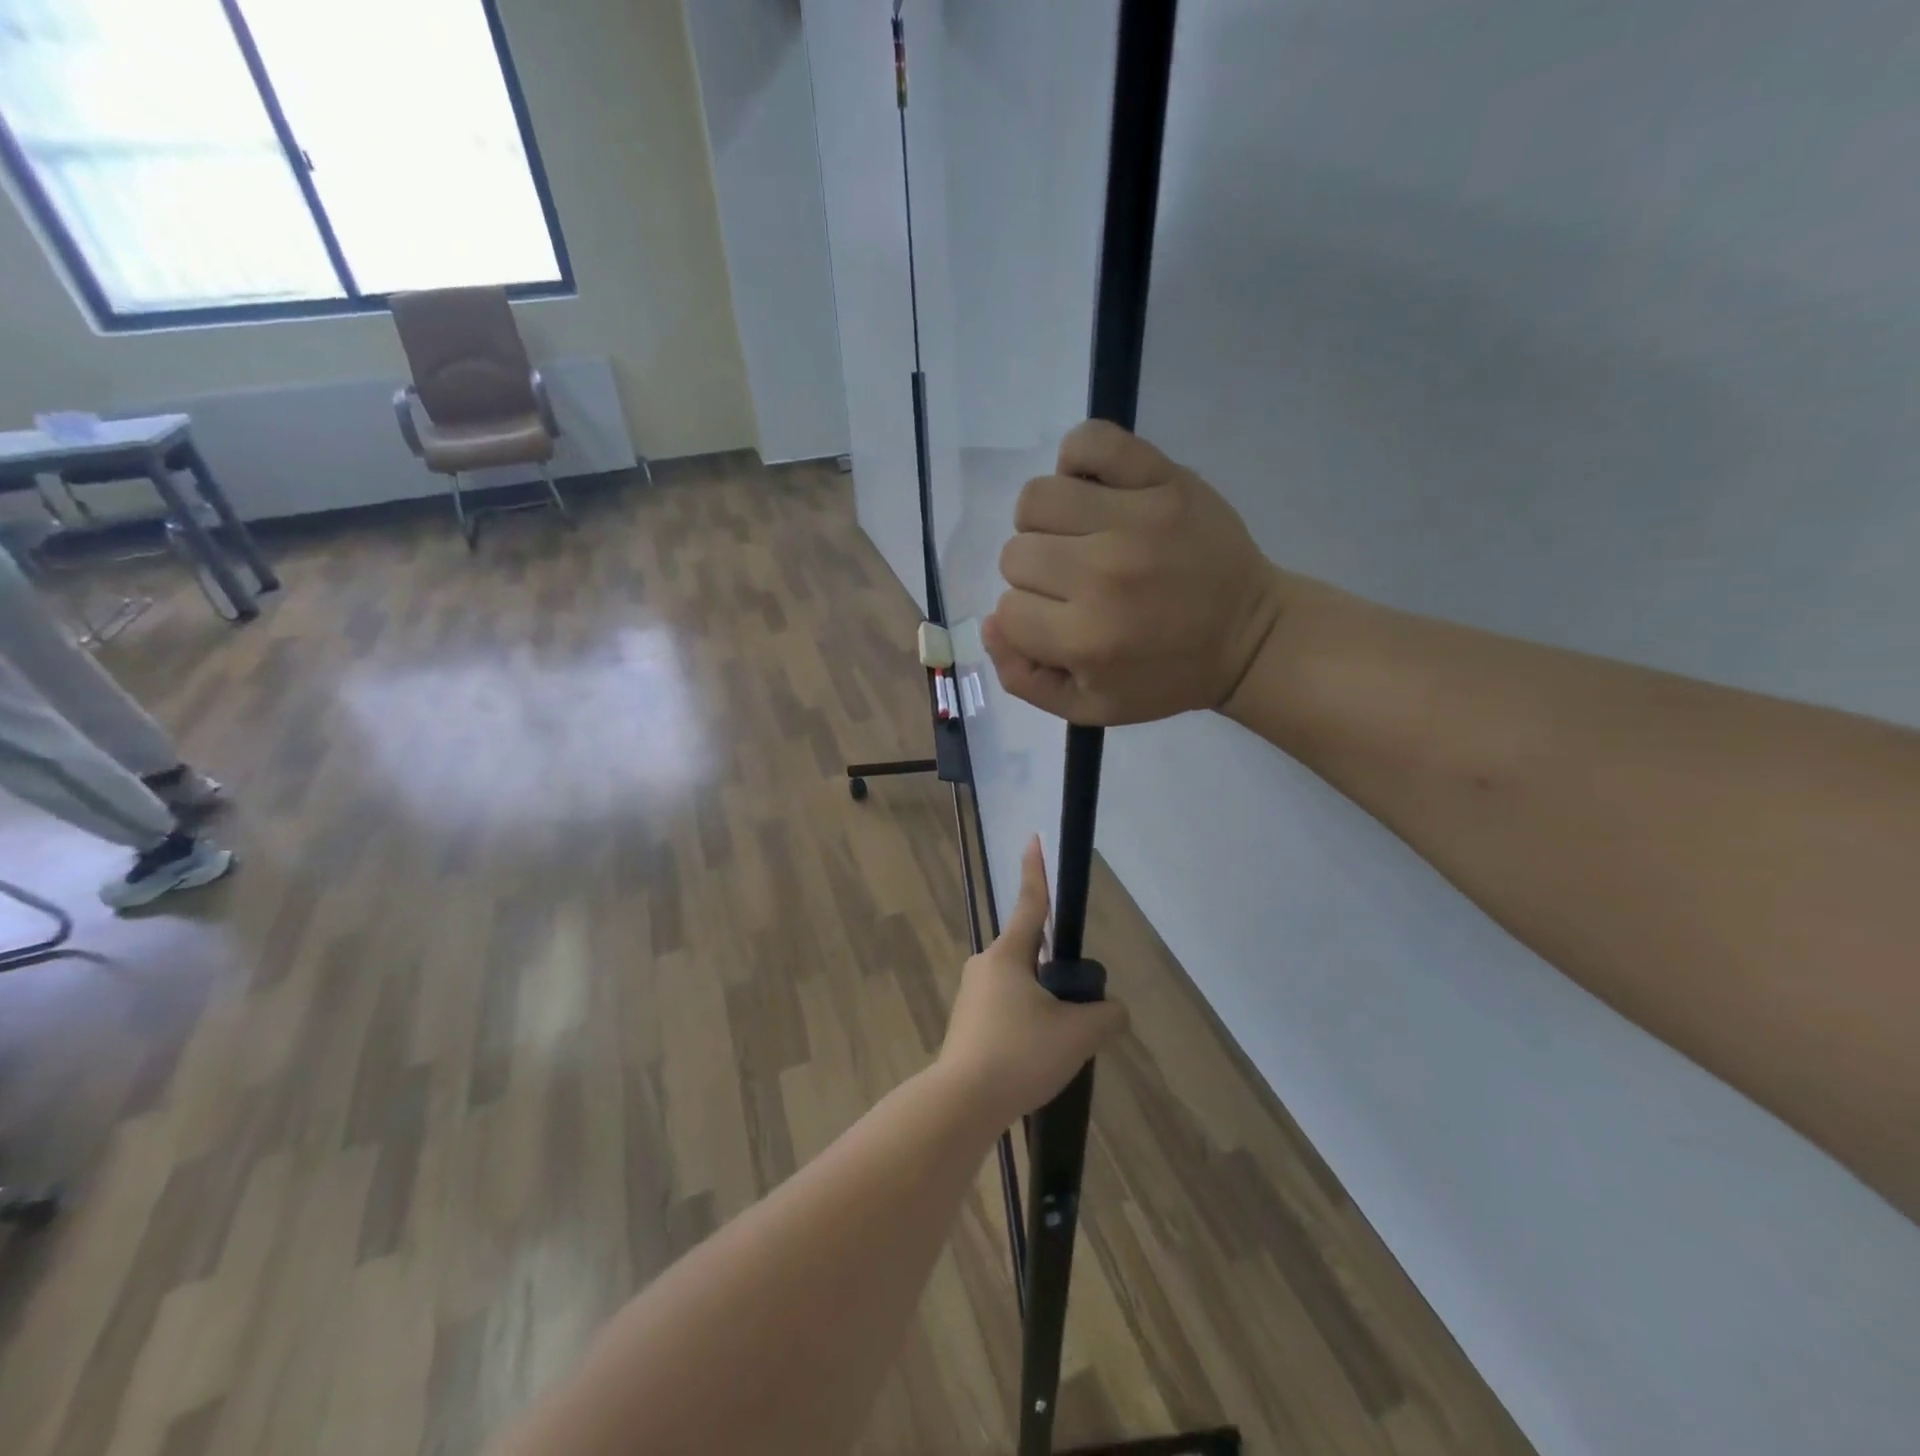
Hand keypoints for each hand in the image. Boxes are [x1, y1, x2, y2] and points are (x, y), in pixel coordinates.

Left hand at [937, 838, 1128, 1126]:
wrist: (962, 1102)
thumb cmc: (1019, 1054)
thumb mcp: (1077, 1035)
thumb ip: (1105, 1016)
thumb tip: (1113, 1012)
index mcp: (1009, 954)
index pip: (1031, 903)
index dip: (1037, 870)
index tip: (1034, 839)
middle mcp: (985, 965)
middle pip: (1032, 955)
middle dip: (1057, 975)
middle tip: (1077, 1014)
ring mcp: (972, 995)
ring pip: (1021, 988)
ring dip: (1043, 1007)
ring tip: (1057, 1049)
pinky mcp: (967, 1024)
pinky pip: (1007, 1012)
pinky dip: (1027, 1027)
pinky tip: (1036, 1061)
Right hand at [984, 420, 1287, 725]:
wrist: (1248, 636)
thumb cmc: (1166, 677)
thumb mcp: (1090, 708)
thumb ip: (1024, 679)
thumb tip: (989, 624)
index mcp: (1086, 638)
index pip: (1007, 610)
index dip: (1026, 620)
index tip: (1059, 624)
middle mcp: (1103, 575)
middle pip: (1015, 555)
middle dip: (1035, 577)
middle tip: (1075, 585)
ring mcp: (1135, 519)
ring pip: (1037, 499)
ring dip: (1045, 524)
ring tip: (1078, 538)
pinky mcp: (1164, 479)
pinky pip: (1091, 441)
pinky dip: (1077, 460)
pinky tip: (1091, 492)